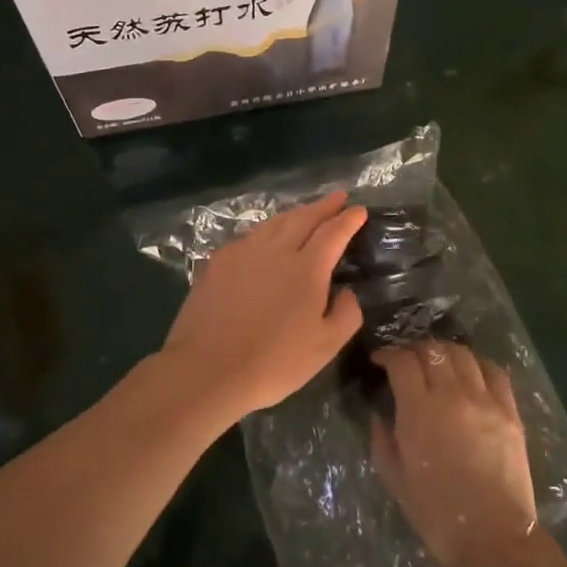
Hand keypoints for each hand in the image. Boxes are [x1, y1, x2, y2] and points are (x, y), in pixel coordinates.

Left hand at [159, 192, 366, 422]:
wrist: (207, 369)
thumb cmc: (274, 362)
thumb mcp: (326, 347)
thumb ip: (346, 314)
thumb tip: (347, 292)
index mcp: (307, 268)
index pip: (333, 232)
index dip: (348, 219)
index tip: (358, 210)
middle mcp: (276, 250)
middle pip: (303, 218)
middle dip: (323, 206)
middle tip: (336, 197)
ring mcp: (243, 253)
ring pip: (273, 223)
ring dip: (294, 214)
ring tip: (304, 212)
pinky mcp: (217, 262)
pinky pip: (249, 237)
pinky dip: (266, 231)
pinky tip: (265, 239)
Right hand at [371, 341, 538, 566]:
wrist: (493, 537)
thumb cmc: (436, 513)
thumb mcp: (394, 478)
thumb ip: (382, 439)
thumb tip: (380, 415)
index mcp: (419, 410)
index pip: (403, 361)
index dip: (388, 354)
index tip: (381, 361)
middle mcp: (453, 395)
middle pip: (433, 350)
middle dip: (415, 349)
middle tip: (407, 361)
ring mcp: (486, 401)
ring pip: (463, 354)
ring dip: (445, 352)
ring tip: (438, 363)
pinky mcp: (510, 411)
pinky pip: (495, 372)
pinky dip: (478, 364)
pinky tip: (471, 373)